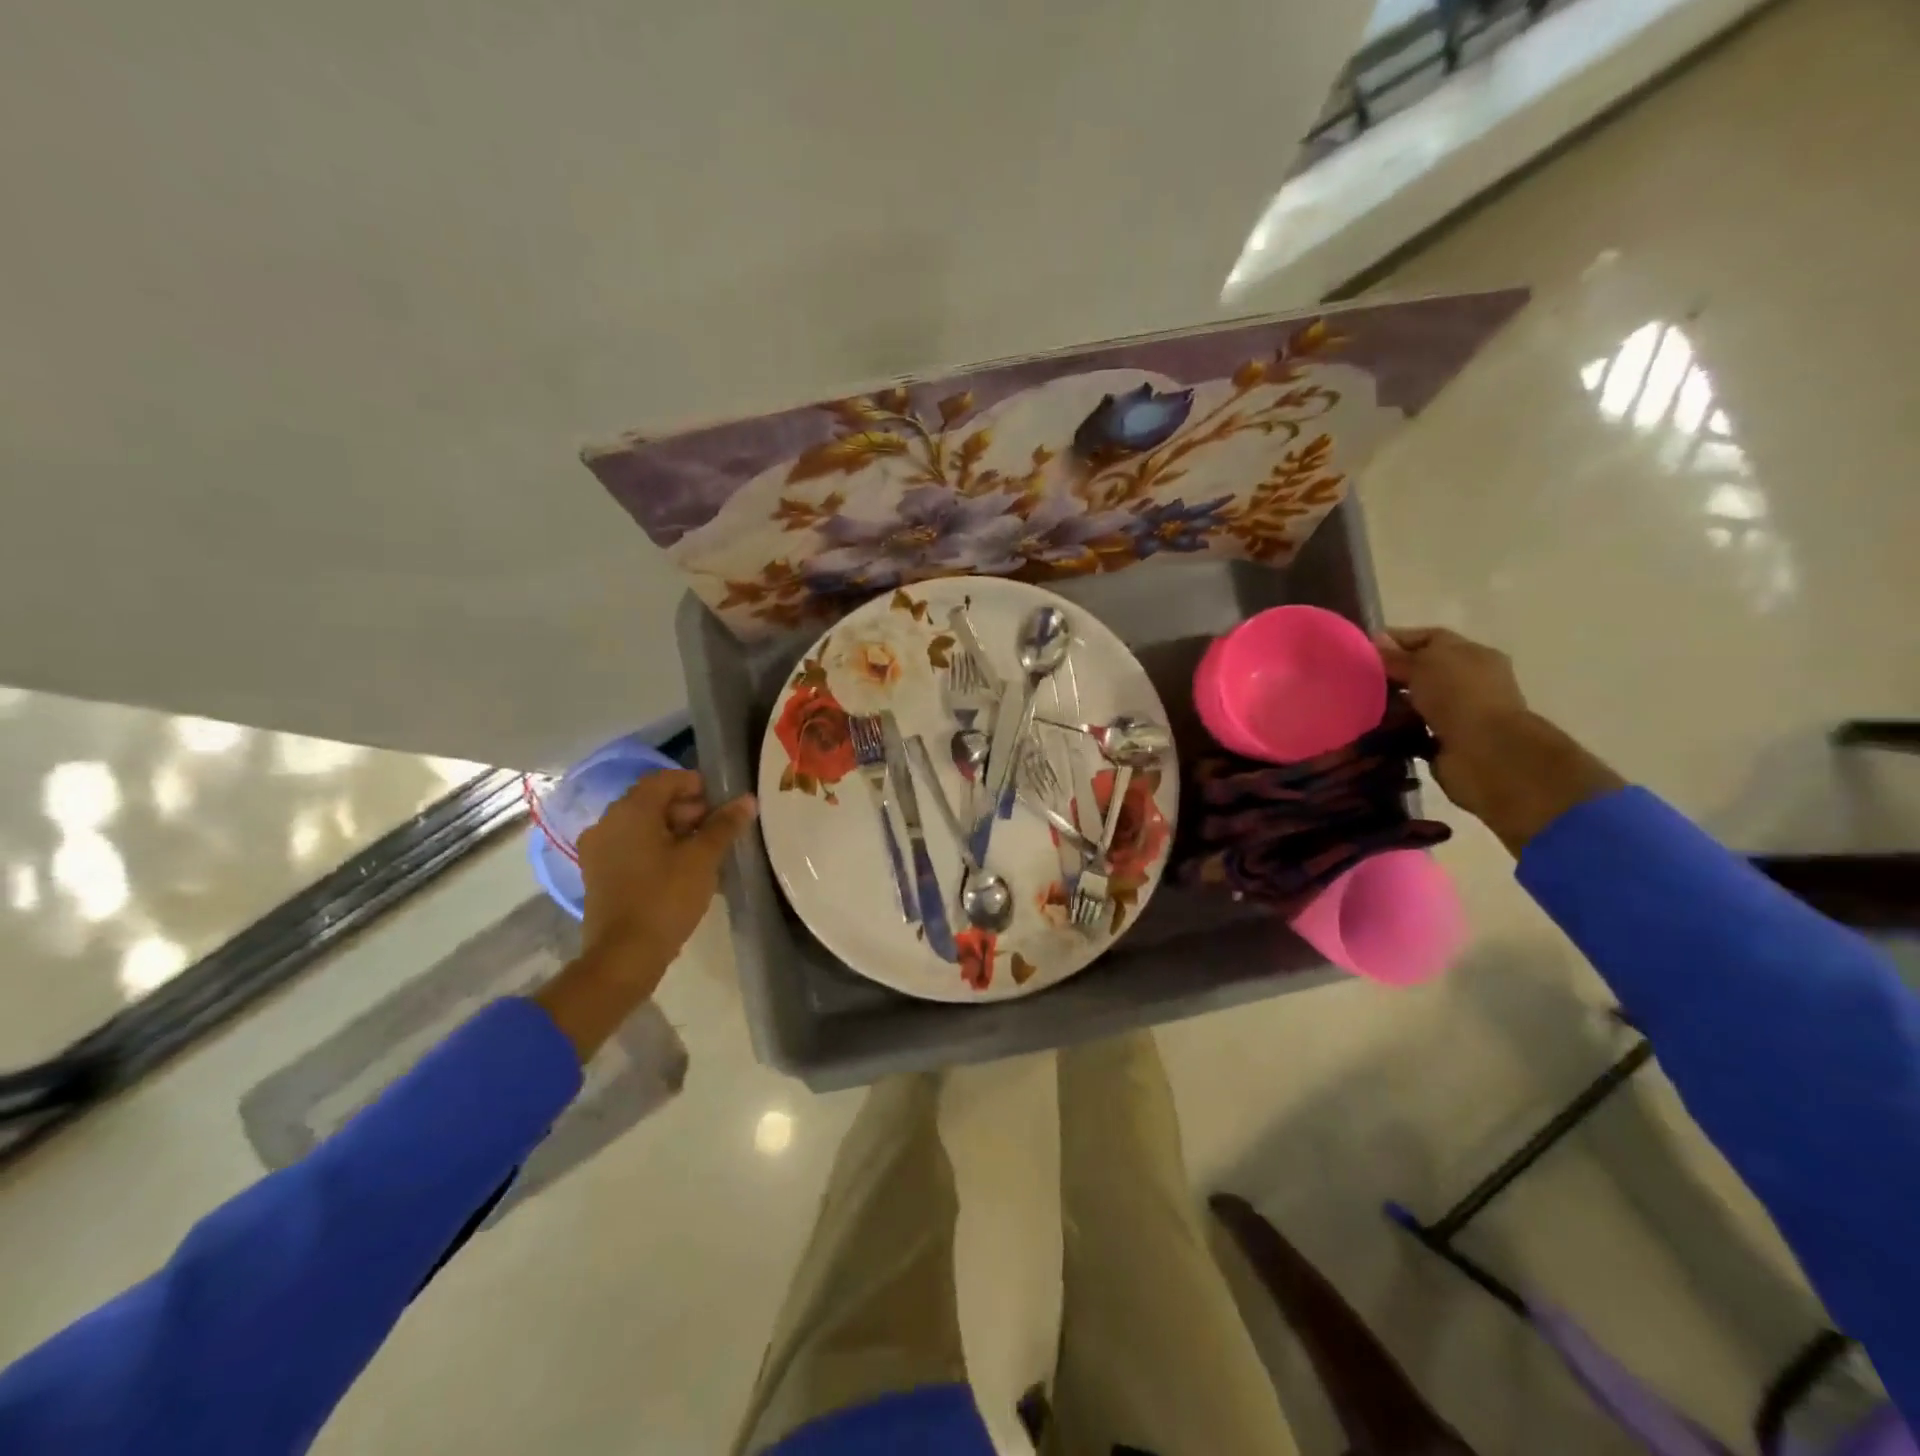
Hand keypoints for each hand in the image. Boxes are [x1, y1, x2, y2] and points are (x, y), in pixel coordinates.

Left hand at [535, 770, 755, 1060]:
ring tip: (705, 853)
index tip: (723, 804)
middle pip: (652, 801)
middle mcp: (607, 822)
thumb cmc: (665, 898)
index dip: (697, 786)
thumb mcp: (702, 859)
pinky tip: (681, 870)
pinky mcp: (598, 874)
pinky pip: (632, 848)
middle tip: (718, 830)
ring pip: (642, 826)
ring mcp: (598, 850)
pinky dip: (656, 849)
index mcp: (630, 811)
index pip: (666, 780)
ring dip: (674, 831)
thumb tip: (747, 799)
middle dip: (688, 810)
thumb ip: (724, 825)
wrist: (623, 957)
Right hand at [1375, 627, 1621, 853]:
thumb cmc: (1460, 697)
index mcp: (1472, 655)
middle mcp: (1467, 682)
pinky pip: (1411, 731)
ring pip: (1413, 702)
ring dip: (1388, 704)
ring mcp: (1458, 714)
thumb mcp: (1424, 664)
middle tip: (1351, 679)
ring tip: (1353, 705)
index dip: (1394, 640)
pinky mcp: (1444, 743)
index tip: (1359, 648)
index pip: (1428, 638)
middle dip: (1388, 674)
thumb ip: (1397, 655)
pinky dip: (1392, 731)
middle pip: (1420, 671)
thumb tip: (1374, 640)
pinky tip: (1368, 728)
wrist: (1485, 754)